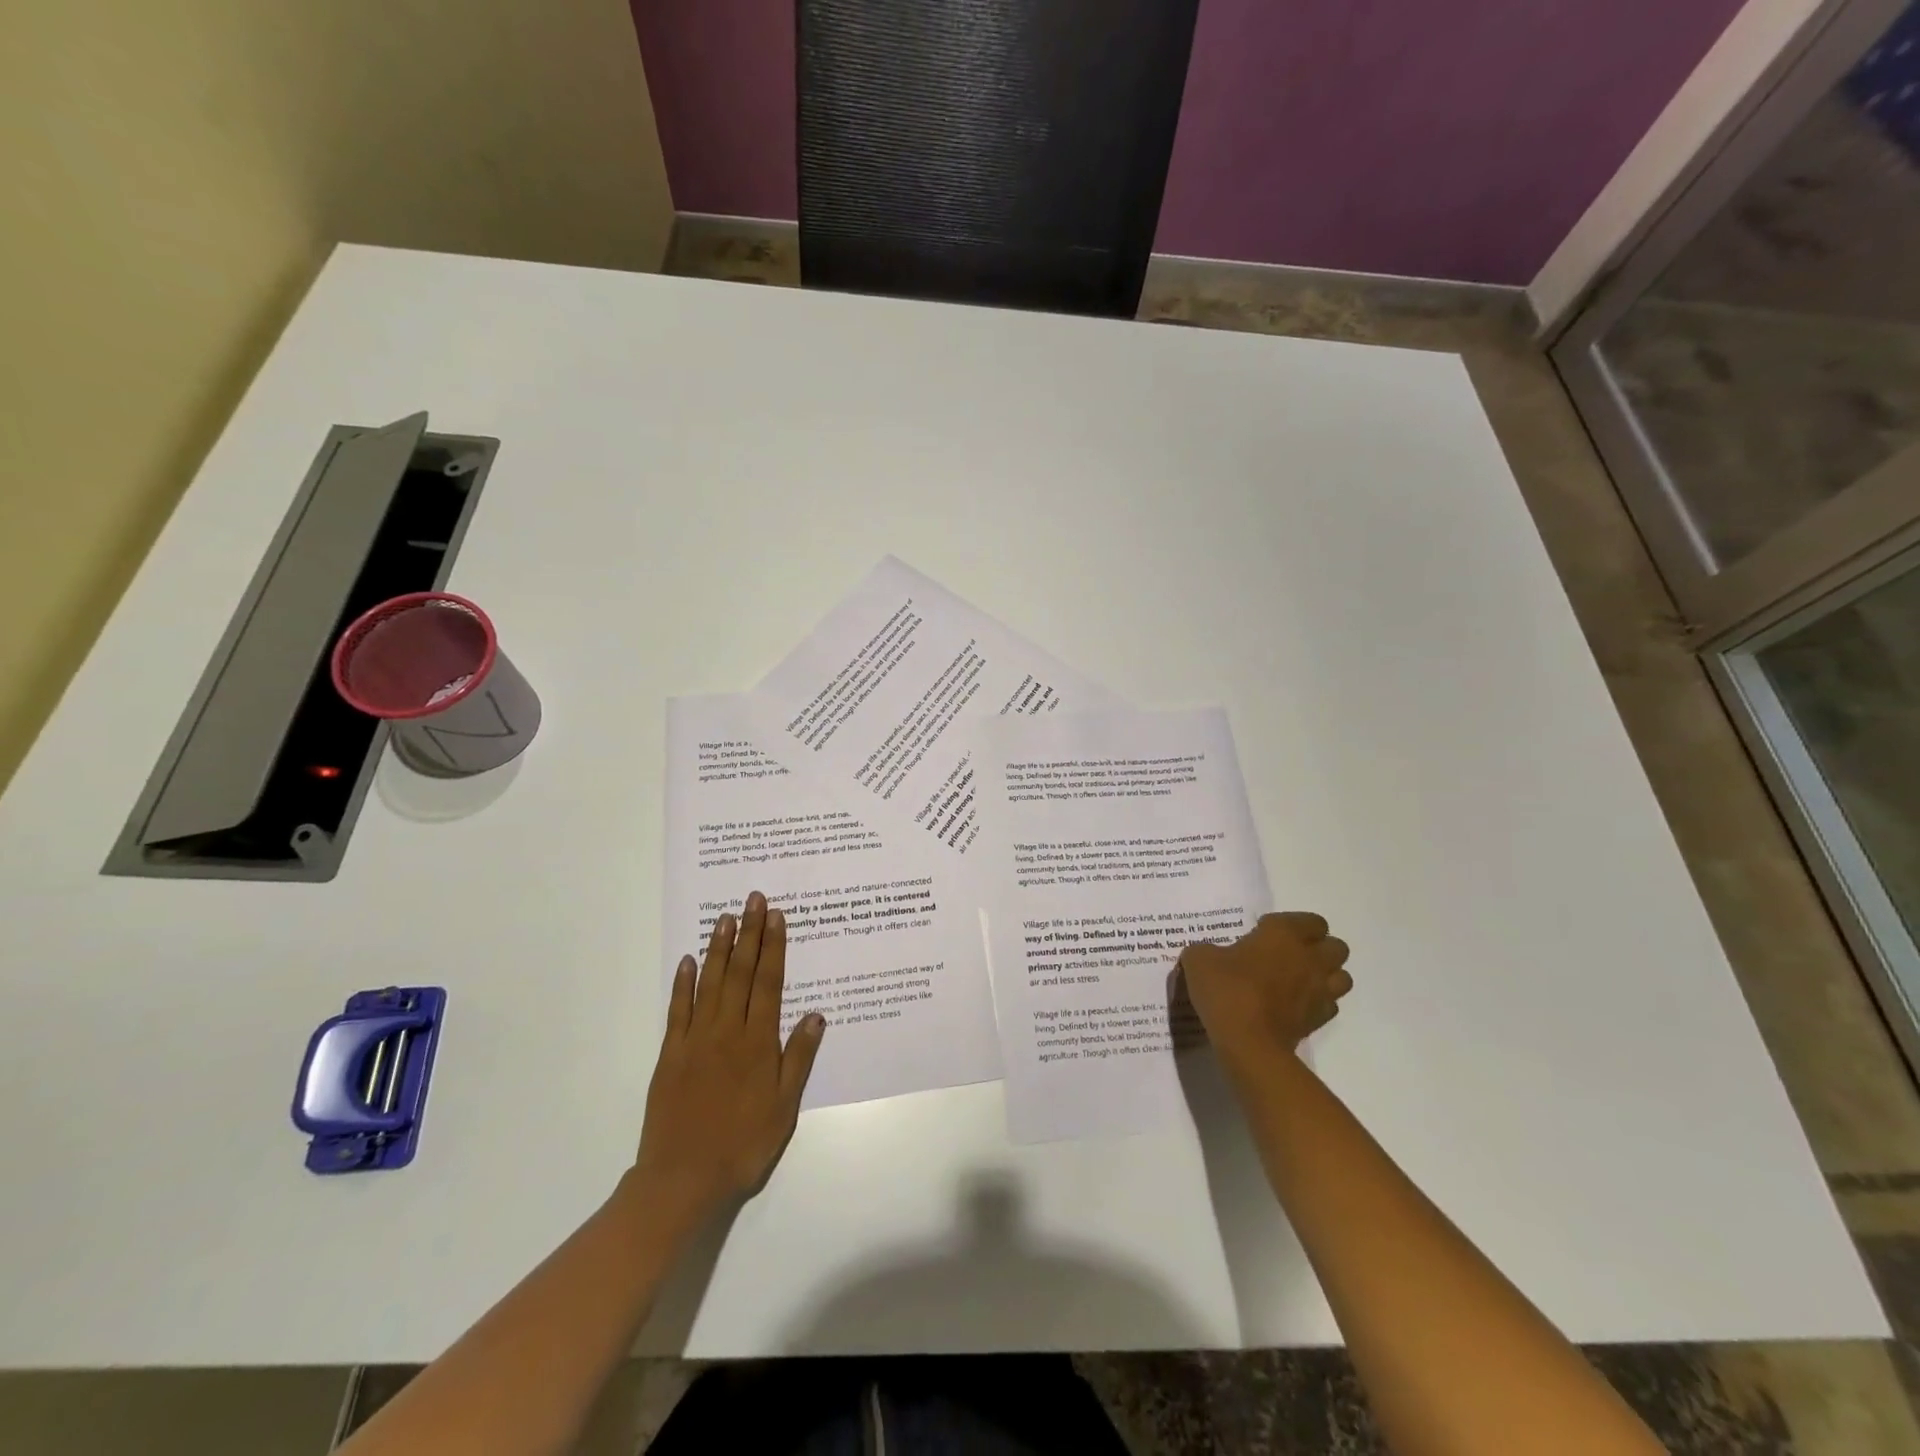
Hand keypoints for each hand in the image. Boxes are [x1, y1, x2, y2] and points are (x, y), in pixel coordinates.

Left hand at [629, 892, 825, 1228]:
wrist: (683, 1179)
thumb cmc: (743, 1144)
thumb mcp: (784, 1107)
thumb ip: (798, 1058)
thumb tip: (816, 1016)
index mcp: (758, 1042)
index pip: (768, 983)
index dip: (773, 947)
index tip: (775, 916)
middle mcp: (727, 1032)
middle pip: (739, 973)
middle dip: (748, 934)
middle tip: (752, 900)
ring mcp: (695, 1040)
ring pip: (709, 984)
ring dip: (718, 948)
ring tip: (725, 918)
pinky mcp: (670, 1055)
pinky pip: (677, 1011)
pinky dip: (682, 983)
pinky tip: (687, 961)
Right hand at [1177, 912, 1352, 1079]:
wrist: (1248, 1041)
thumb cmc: (1226, 989)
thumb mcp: (1198, 959)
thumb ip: (1206, 950)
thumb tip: (1209, 954)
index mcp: (1284, 934)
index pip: (1311, 921)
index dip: (1292, 924)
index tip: (1264, 933)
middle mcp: (1310, 958)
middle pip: (1336, 946)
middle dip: (1318, 948)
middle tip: (1287, 955)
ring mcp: (1320, 990)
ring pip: (1342, 976)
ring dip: (1326, 975)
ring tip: (1298, 980)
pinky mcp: (1320, 1020)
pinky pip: (1330, 1004)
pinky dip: (1318, 1003)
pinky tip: (1295, 1006)